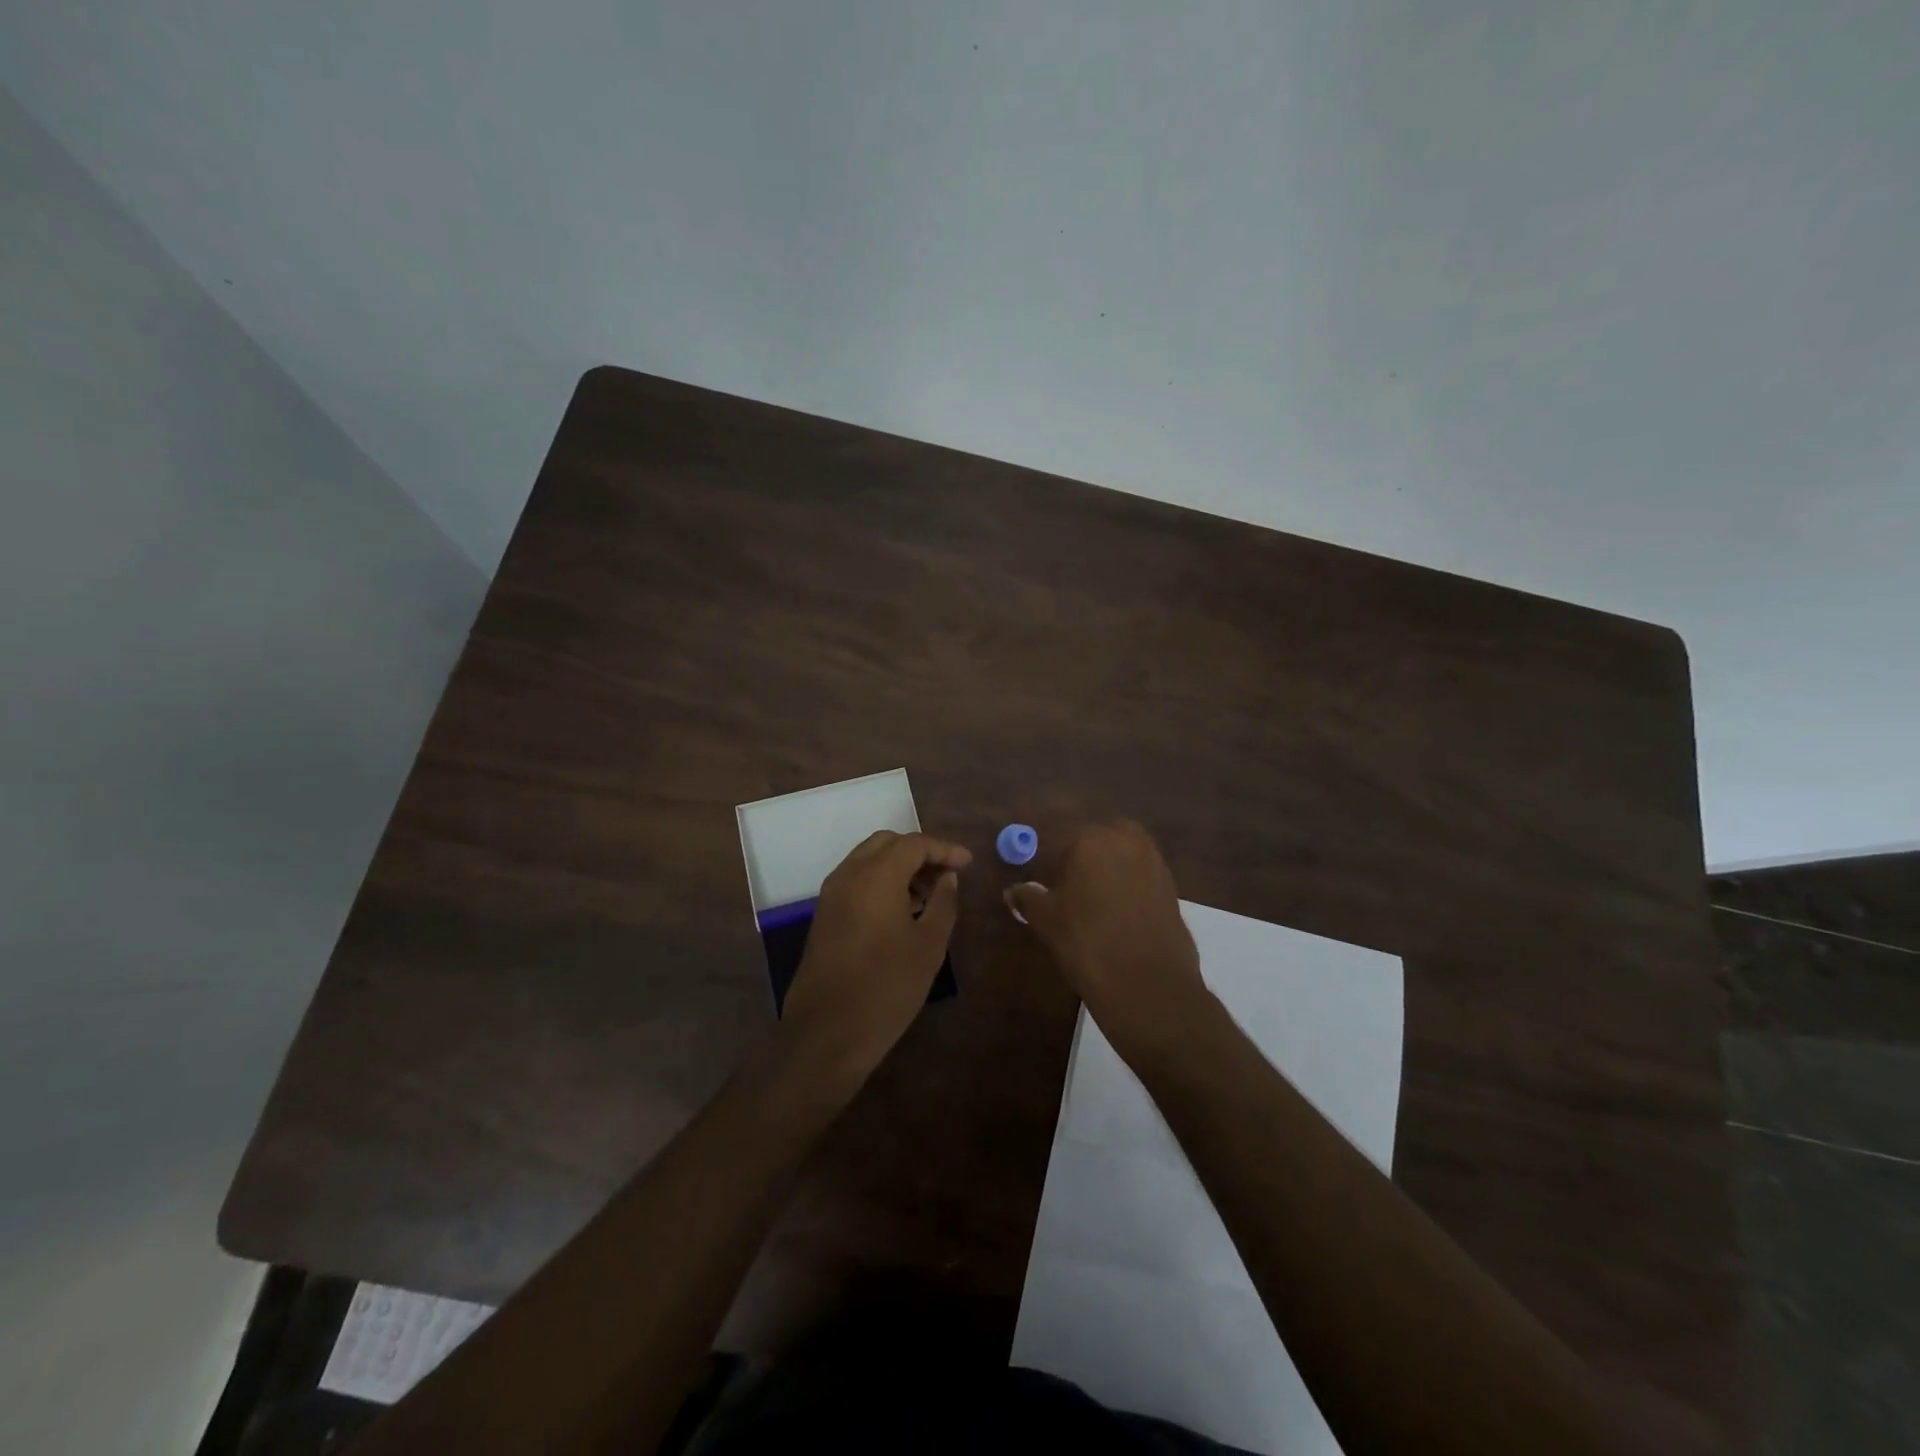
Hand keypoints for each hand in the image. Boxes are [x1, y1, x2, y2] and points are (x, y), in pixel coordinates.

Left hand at [779, 831, 971, 1084]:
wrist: (828, 1031)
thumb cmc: (887, 986)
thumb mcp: (929, 946)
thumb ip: (943, 903)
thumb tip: (948, 878)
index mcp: (876, 875)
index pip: (914, 844)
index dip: (944, 849)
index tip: (968, 864)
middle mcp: (849, 874)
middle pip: (888, 843)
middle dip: (919, 852)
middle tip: (946, 875)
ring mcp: (832, 893)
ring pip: (869, 859)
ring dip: (899, 866)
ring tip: (928, 895)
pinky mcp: (825, 913)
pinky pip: (856, 880)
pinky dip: (881, 881)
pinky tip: (902, 910)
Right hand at [1005, 821, 1215, 1063]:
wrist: (1147, 983)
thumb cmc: (1086, 941)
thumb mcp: (1046, 919)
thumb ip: (1028, 898)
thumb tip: (1013, 891)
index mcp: (1092, 838)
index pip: (1064, 837)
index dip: (1052, 859)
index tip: (1045, 881)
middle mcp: (1127, 841)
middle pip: (1099, 840)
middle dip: (1085, 856)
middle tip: (1070, 887)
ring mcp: (1155, 864)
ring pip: (1124, 856)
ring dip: (1110, 870)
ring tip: (1093, 903)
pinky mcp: (1172, 889)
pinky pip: (1142, 878)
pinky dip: (1129, 888)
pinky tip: (1117, 915)